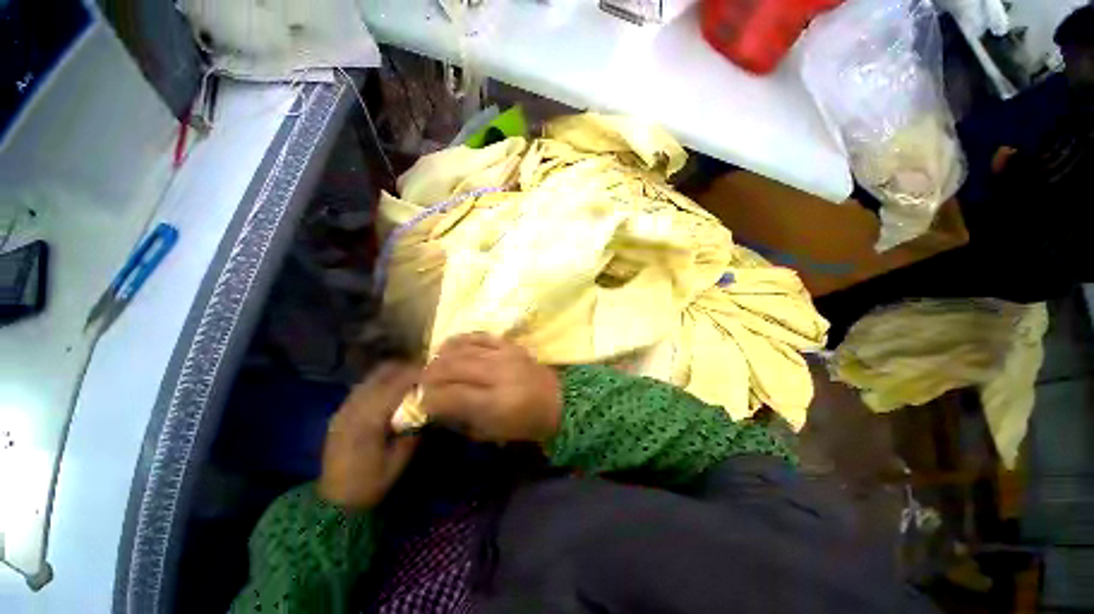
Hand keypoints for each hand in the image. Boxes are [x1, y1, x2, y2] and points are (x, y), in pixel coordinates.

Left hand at [318, 363, 420, 509]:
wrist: (334, 501)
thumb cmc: (371, 482)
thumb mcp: (399, 459)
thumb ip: (413, 429)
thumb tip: (427, 406)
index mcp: (370, 419)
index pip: (397, 384)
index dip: (417, 374)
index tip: (434, 372)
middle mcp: (354, 407)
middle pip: (383, 374)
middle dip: (406, 368)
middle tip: (425, 371)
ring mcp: (344, 408)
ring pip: (372, 377)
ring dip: (393, 373)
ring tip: (411, 377)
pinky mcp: (340, 412)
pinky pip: (363, 386)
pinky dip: (380, 381)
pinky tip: (392, 390)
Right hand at [421, 333, 561, 442]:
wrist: (559, 400)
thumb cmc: (525, 423)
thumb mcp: (491, 432)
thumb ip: (460, 418)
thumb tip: (434, 405)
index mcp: (495, 403)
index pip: (450, 395)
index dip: (429, 399)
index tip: (421, 403)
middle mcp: (498, 374)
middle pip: (452, 367)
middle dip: (429, 376)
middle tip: (422, 384)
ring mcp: (505, 355)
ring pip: (462, 349)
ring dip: (440, 357)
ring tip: (432, 367)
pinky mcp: (510, 344)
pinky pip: (479, 335)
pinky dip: (460, 340)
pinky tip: (449, 348)